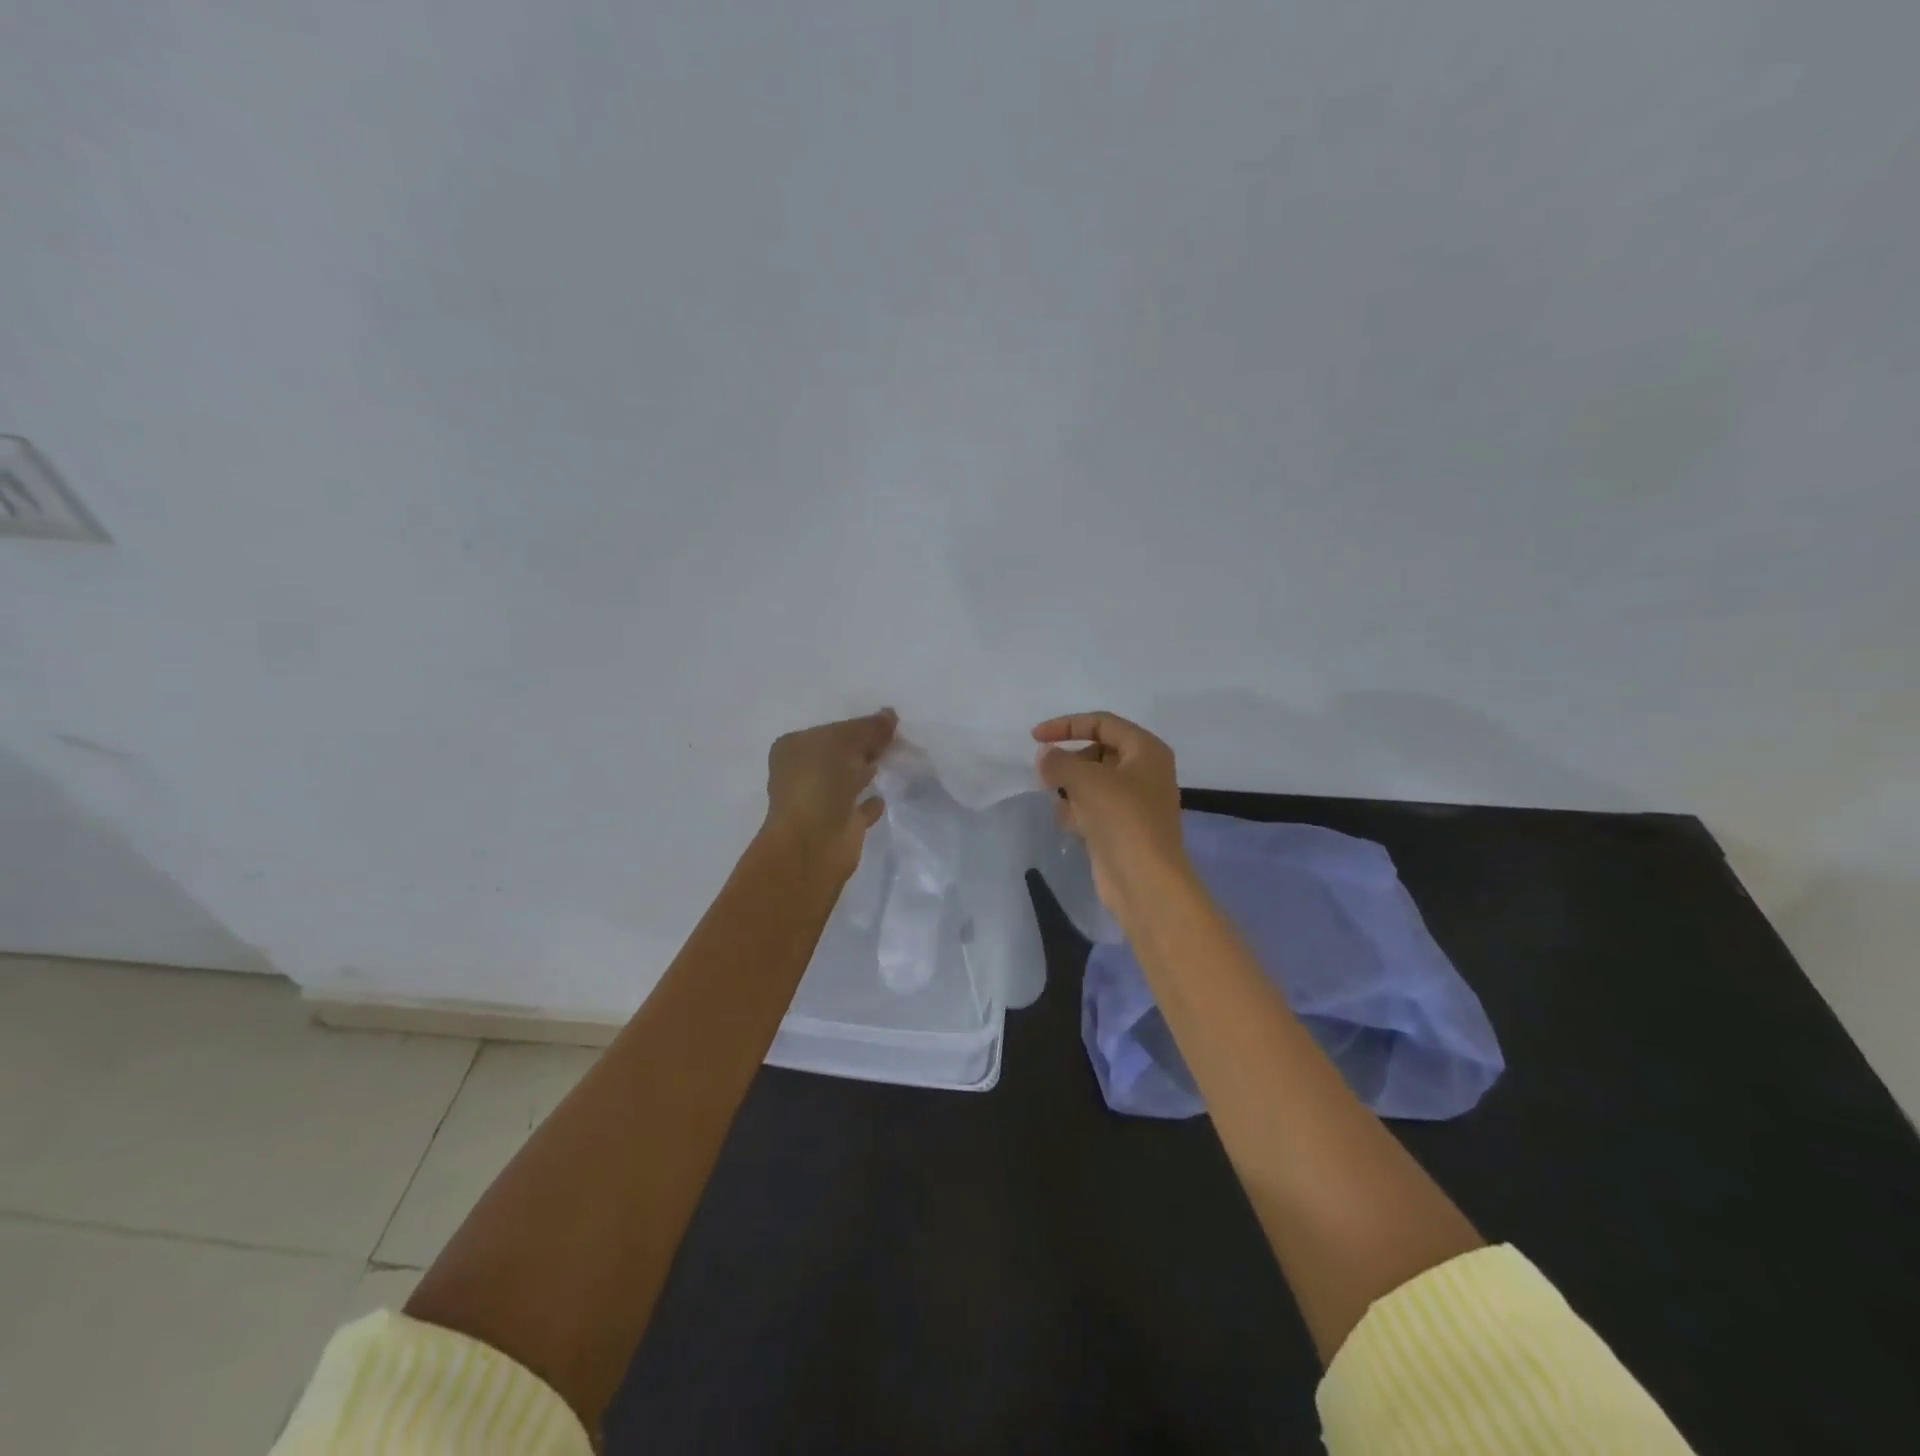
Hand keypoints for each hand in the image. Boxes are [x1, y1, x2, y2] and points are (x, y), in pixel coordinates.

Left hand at [762, 708, 897, 879]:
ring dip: (865, 772)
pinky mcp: (837, 826)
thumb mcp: (844, 741)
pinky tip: (885, 796)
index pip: (830, 730)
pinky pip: (858, 808)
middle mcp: (802, 774)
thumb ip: (869, 728)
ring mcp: (819, 802)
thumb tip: (890, 714)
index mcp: (794, 748)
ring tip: (894, 761)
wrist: (813, 844)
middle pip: (838, 754)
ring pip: (848, 780)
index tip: (886, 725)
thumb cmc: (819, 783)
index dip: (856, 726)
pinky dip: (870, 802)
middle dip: (862, 748)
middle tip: (895, 741)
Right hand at [1032, 711, 1190, 923]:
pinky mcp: (1123, 829)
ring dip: (1071, 787)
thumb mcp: (1086, 780)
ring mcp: (1135, 803)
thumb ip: (1059, 761)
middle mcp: (1145, 772)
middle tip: (1046, 775)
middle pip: (1098, 752)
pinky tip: (1067, 823)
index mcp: (1146, 750)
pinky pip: (1094, 808)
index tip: (1035, 738)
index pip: (1102, 723)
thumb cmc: (1121, 818)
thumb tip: (1045, 756)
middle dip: (1069, 760)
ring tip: (1057, 799)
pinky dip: (1078, 810)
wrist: (1144, 880)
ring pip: (1094, 782)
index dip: (1066, 725)